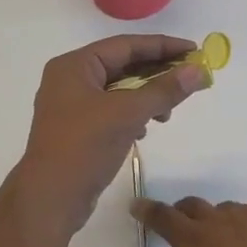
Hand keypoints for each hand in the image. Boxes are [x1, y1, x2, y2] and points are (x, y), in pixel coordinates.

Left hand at [12, 36, 207, 233]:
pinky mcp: (77, 129)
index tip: (193, 50)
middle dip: (157, 71)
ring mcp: (71, 105)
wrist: (49, 201)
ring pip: (118, 89)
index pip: (126, 46)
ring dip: (146, 95)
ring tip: (168, 110)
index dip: (162, 46)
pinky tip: (147, 127)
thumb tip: (198, 70)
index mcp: (75, 65)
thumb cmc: (84, 147)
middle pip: (122, 65)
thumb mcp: (128, 113)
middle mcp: (70, 79)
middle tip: (190, 75)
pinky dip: (133, 113)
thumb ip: (164, 90)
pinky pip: (112, 109)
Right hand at [119, 198, 246, 246]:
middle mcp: (199, 243)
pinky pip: (228, 209)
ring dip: (183, 209)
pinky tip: (228, 227)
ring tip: (181, 212)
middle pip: (163, 219)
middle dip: (146, 213)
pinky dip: (220, 217)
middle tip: (137, 206)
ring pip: (194, 206)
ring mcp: (226, 222)